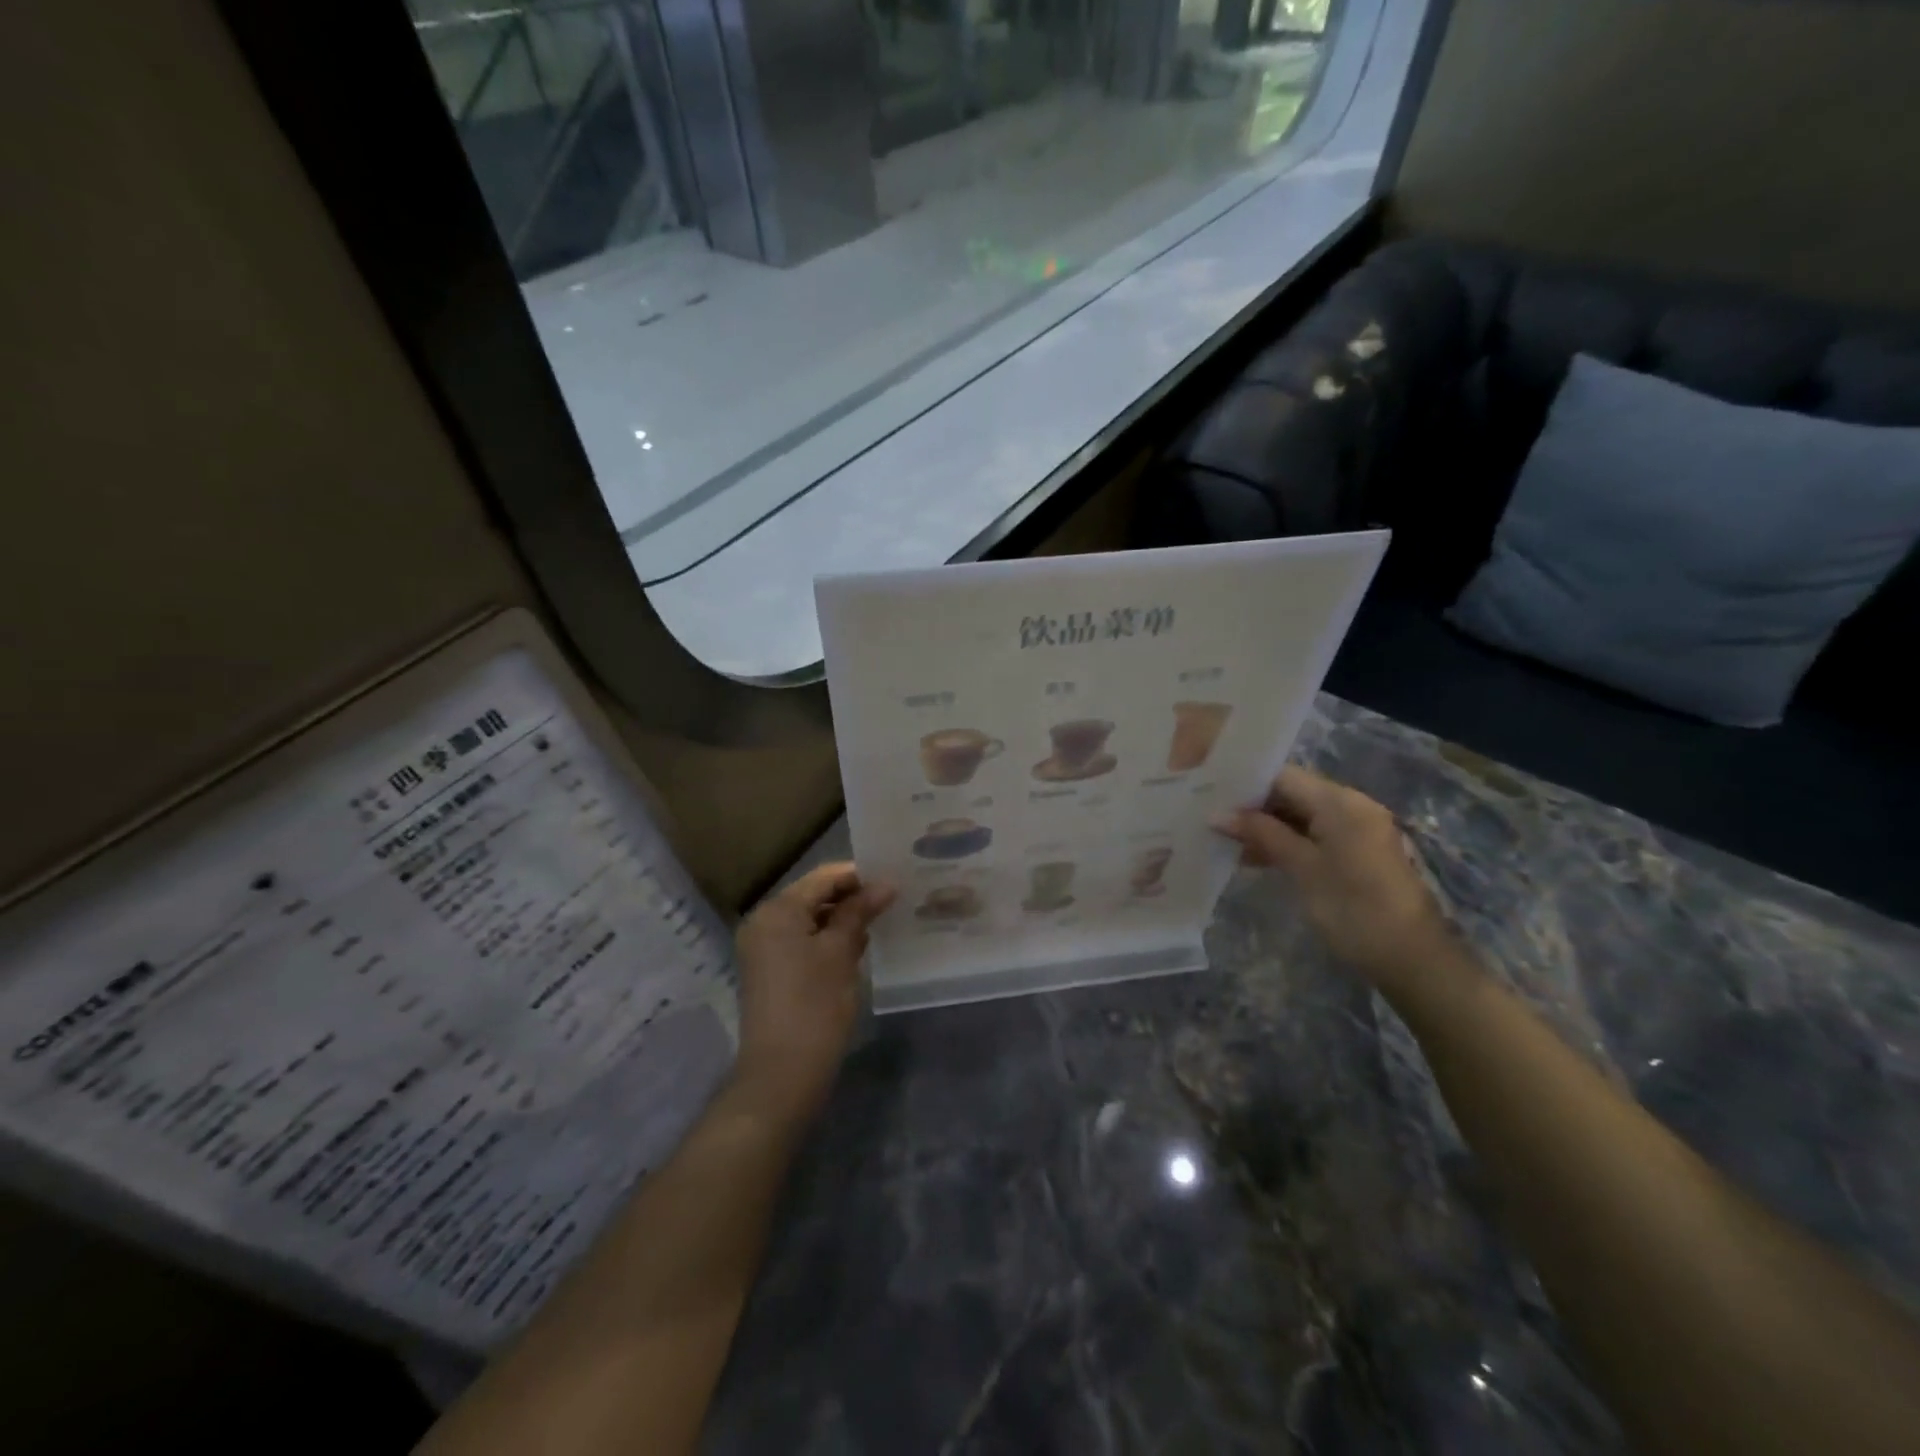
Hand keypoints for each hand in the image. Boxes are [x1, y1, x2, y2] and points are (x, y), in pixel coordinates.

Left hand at [732, 863, 894, 1115]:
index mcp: (777, 911)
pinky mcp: (771, 971)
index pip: (823, 878)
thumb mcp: (841, 953)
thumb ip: (859, 912)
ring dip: (843, 919)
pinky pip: (803, 941)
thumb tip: (885, 883)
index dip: (859, 876)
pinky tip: (860, 947)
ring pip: (810, 919)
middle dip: (852, 897)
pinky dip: (829, 940)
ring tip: (883, 920)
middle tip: (893, 900)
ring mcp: (764, 948)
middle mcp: (764, 922)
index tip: (895, 880)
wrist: (782, 1075)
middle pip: (814, 896)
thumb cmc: (814, 1007)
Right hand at [1213, 767, 1454, 992]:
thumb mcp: (1302, 868)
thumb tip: (1217, 815)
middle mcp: (1351, 805)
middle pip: (1292, 793)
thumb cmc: (1353, 908)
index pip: (1283, 775)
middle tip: (1210, 818)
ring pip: (1301, 815)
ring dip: (1266, 827)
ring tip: (1225, 840)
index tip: (1208, 794)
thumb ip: (1261, 834)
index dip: (1245, 784)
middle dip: (1252, 806)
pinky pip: (1314, 834)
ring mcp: (1357, 829)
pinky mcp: (1358, 852)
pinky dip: (1286, 841)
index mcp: (1340, 801)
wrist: (1412, 959)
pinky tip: (1256, 857)